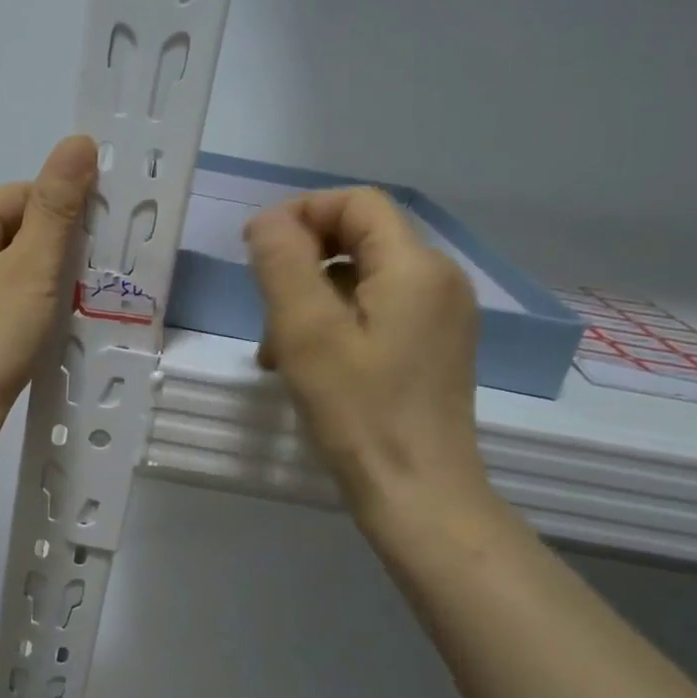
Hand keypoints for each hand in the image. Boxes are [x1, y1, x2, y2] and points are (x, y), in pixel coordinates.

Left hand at [0, 135, 98, 431]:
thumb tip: (78, 141)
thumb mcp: (32, 266)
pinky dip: (24, 308)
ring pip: (7, 271)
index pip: (18, 196)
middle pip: (11, 232)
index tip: (91, 240)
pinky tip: (43, 330)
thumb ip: (57, 206)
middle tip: (87, 276)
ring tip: (70, 305)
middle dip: (52, 248)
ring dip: (41, 281)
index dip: (59, 209)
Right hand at [245, 187, 495, 548]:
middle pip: (359, 239)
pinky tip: (305, 367)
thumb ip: (283, 262)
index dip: (302, 213)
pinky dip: (334, 325)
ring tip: (277, 351)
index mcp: (416, 266)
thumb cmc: (359, 410)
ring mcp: (440, 317)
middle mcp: (438, 281)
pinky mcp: (432, 348)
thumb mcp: (306, 330)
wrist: (419, 494)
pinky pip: (375, 313)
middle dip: (302, 264)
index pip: (357, 202)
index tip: (256, 250)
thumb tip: (269, 220)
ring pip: (361, 280)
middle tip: (265, 310)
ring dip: (311, 301)